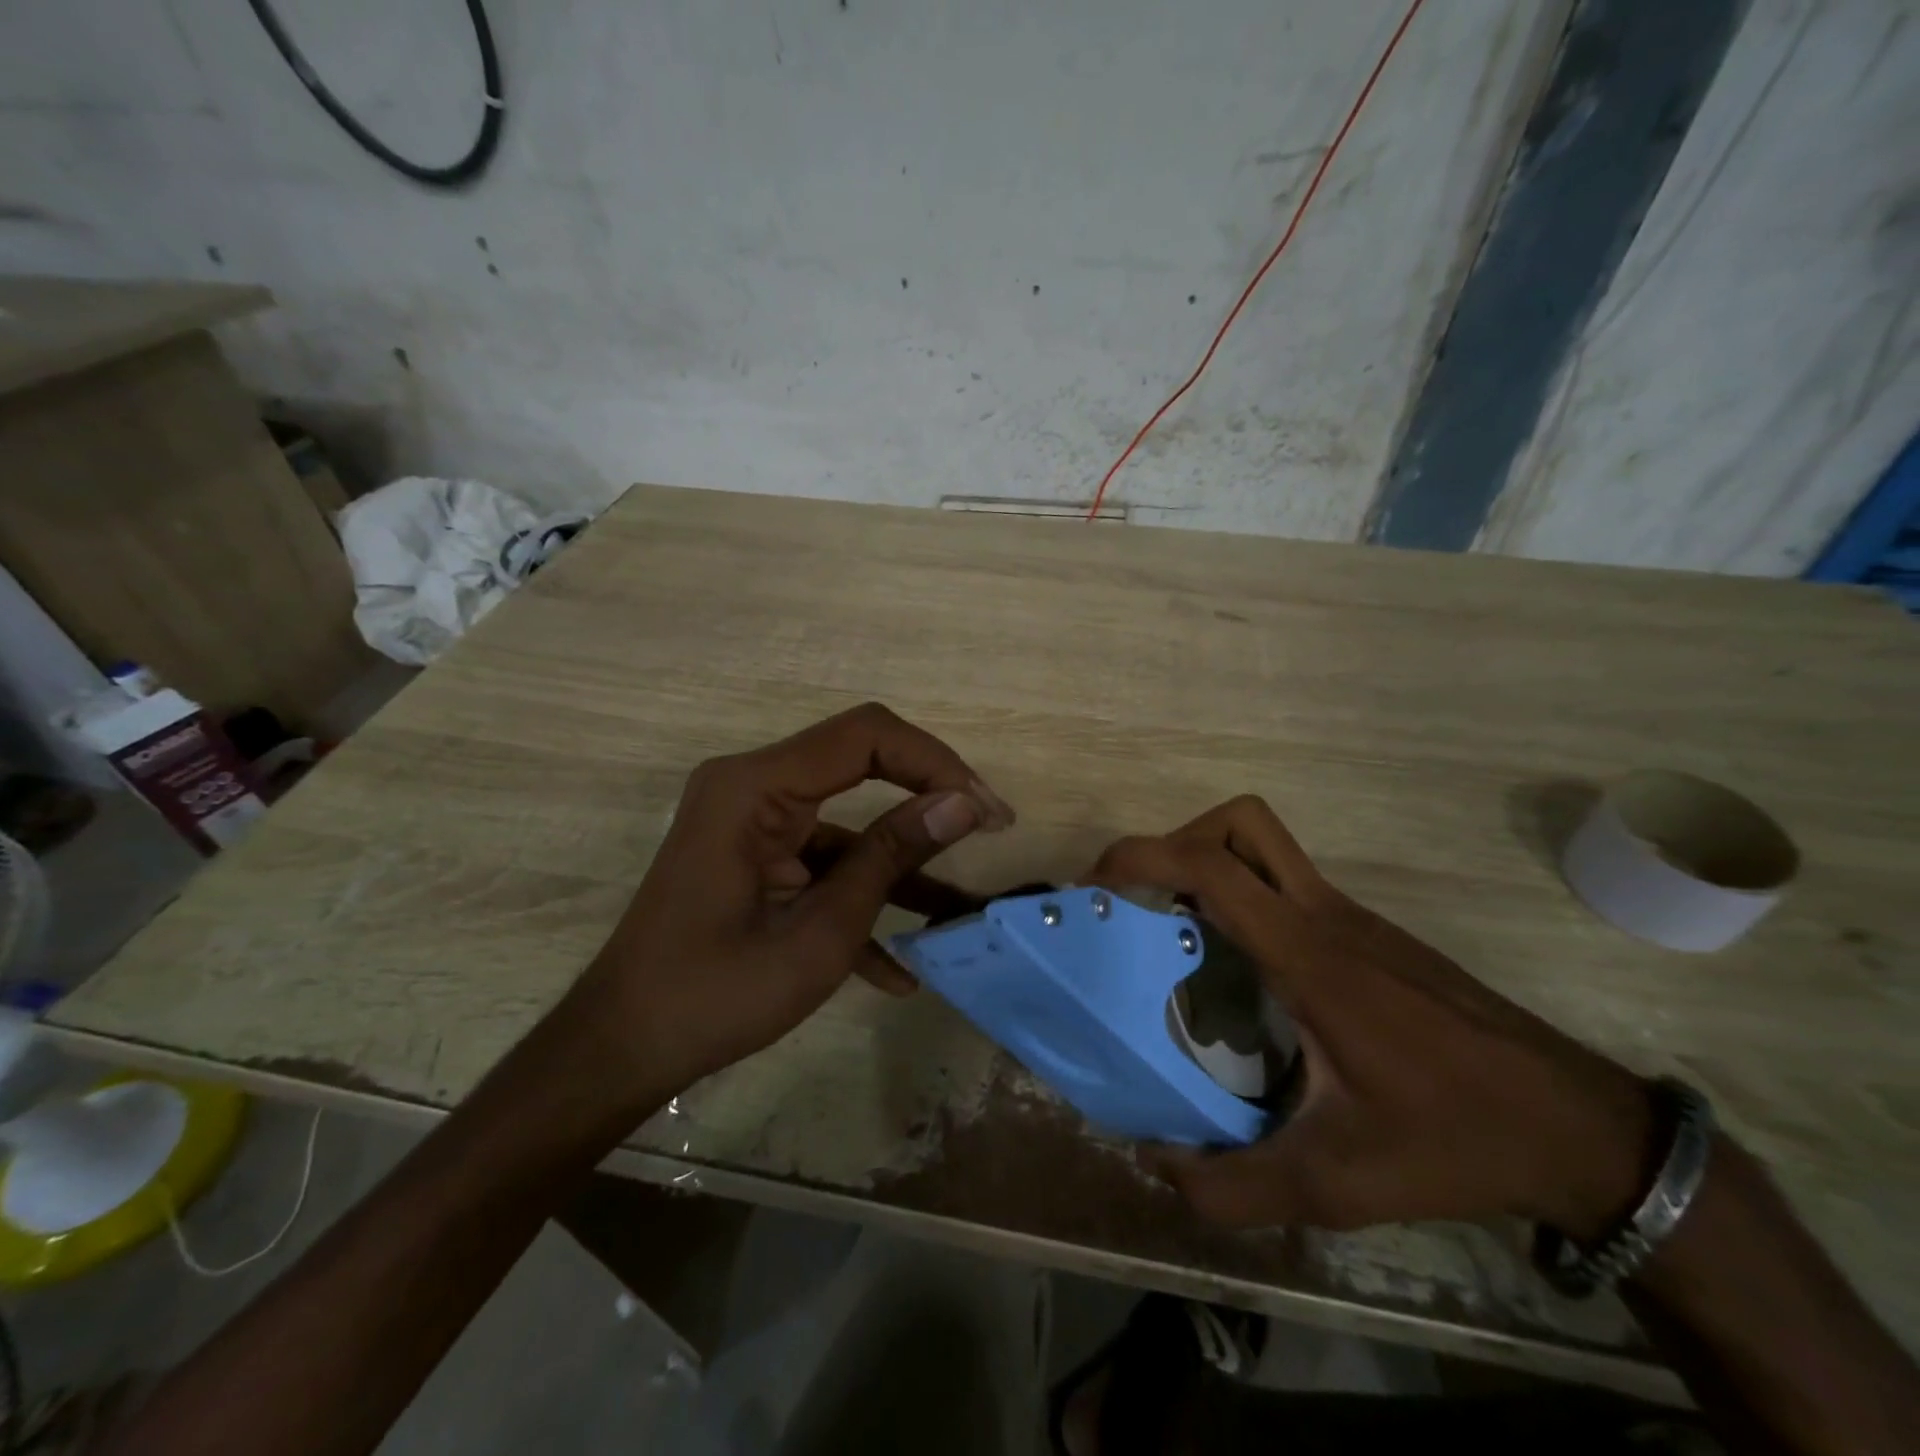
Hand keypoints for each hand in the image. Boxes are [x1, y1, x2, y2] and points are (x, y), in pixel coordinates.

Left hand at [572, 703, 1013, 1098]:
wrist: (623, 1048)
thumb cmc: (716, 994)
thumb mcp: (820, 932)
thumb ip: (891, 858)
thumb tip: (963, 804)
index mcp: (756, 787)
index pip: (866, 735)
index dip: (935, 762)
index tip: (984, 810)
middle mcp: (752, 785)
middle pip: (860, 760)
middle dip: (928, 794)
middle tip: (986, 827)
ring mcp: (752, 820)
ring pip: (847, 818)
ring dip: (901, 859)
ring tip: (957, 906)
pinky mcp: (754, 853)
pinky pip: (821, 859)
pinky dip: (860, 895)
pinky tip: (897, 968)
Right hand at [1091, 797, 1652, 1242]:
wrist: (1578, 1126)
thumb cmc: (1453, 1139)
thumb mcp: (1335, 1183)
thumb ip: (1233, 1184)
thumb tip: (1156, 1163)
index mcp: (1306, 955)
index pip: (1212, 865)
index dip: (1141, 856)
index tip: (1095, 885)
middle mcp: (1324, 915)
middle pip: (1241, 822)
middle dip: (1176, 841)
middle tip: (1144, 900)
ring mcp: (1352, 917)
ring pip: (1266, 845)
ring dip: (1210, 863)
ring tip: (1179, 928)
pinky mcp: (1369, 931)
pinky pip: (1288, 884)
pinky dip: (1245, 897)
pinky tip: (1242, 971)